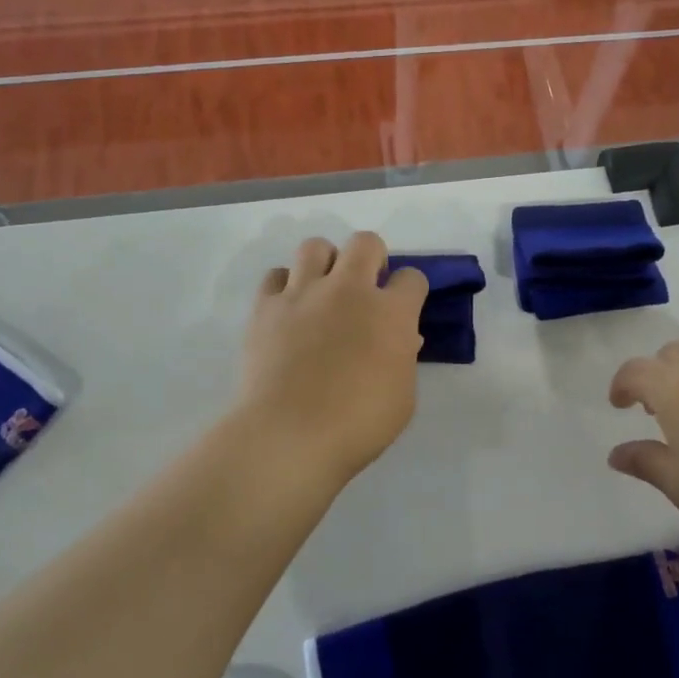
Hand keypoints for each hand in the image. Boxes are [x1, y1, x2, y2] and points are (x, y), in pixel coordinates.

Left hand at [236, 232, 427, 488]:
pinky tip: (289, 310)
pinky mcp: (266, 307)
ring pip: (316, 246)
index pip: (412, 277)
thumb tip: (400, 340)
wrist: (289, 435)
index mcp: (390, 313)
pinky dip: (285, 286)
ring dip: (326, 263)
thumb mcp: (402, 398)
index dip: (411, 291)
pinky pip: (276, 276)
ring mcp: (303, 294)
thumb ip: (403, 360)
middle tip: (366, 288)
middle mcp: (349, 290)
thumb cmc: (357, 424)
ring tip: (323, 291)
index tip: (404, 309)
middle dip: (372, 258)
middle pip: (366, 242)